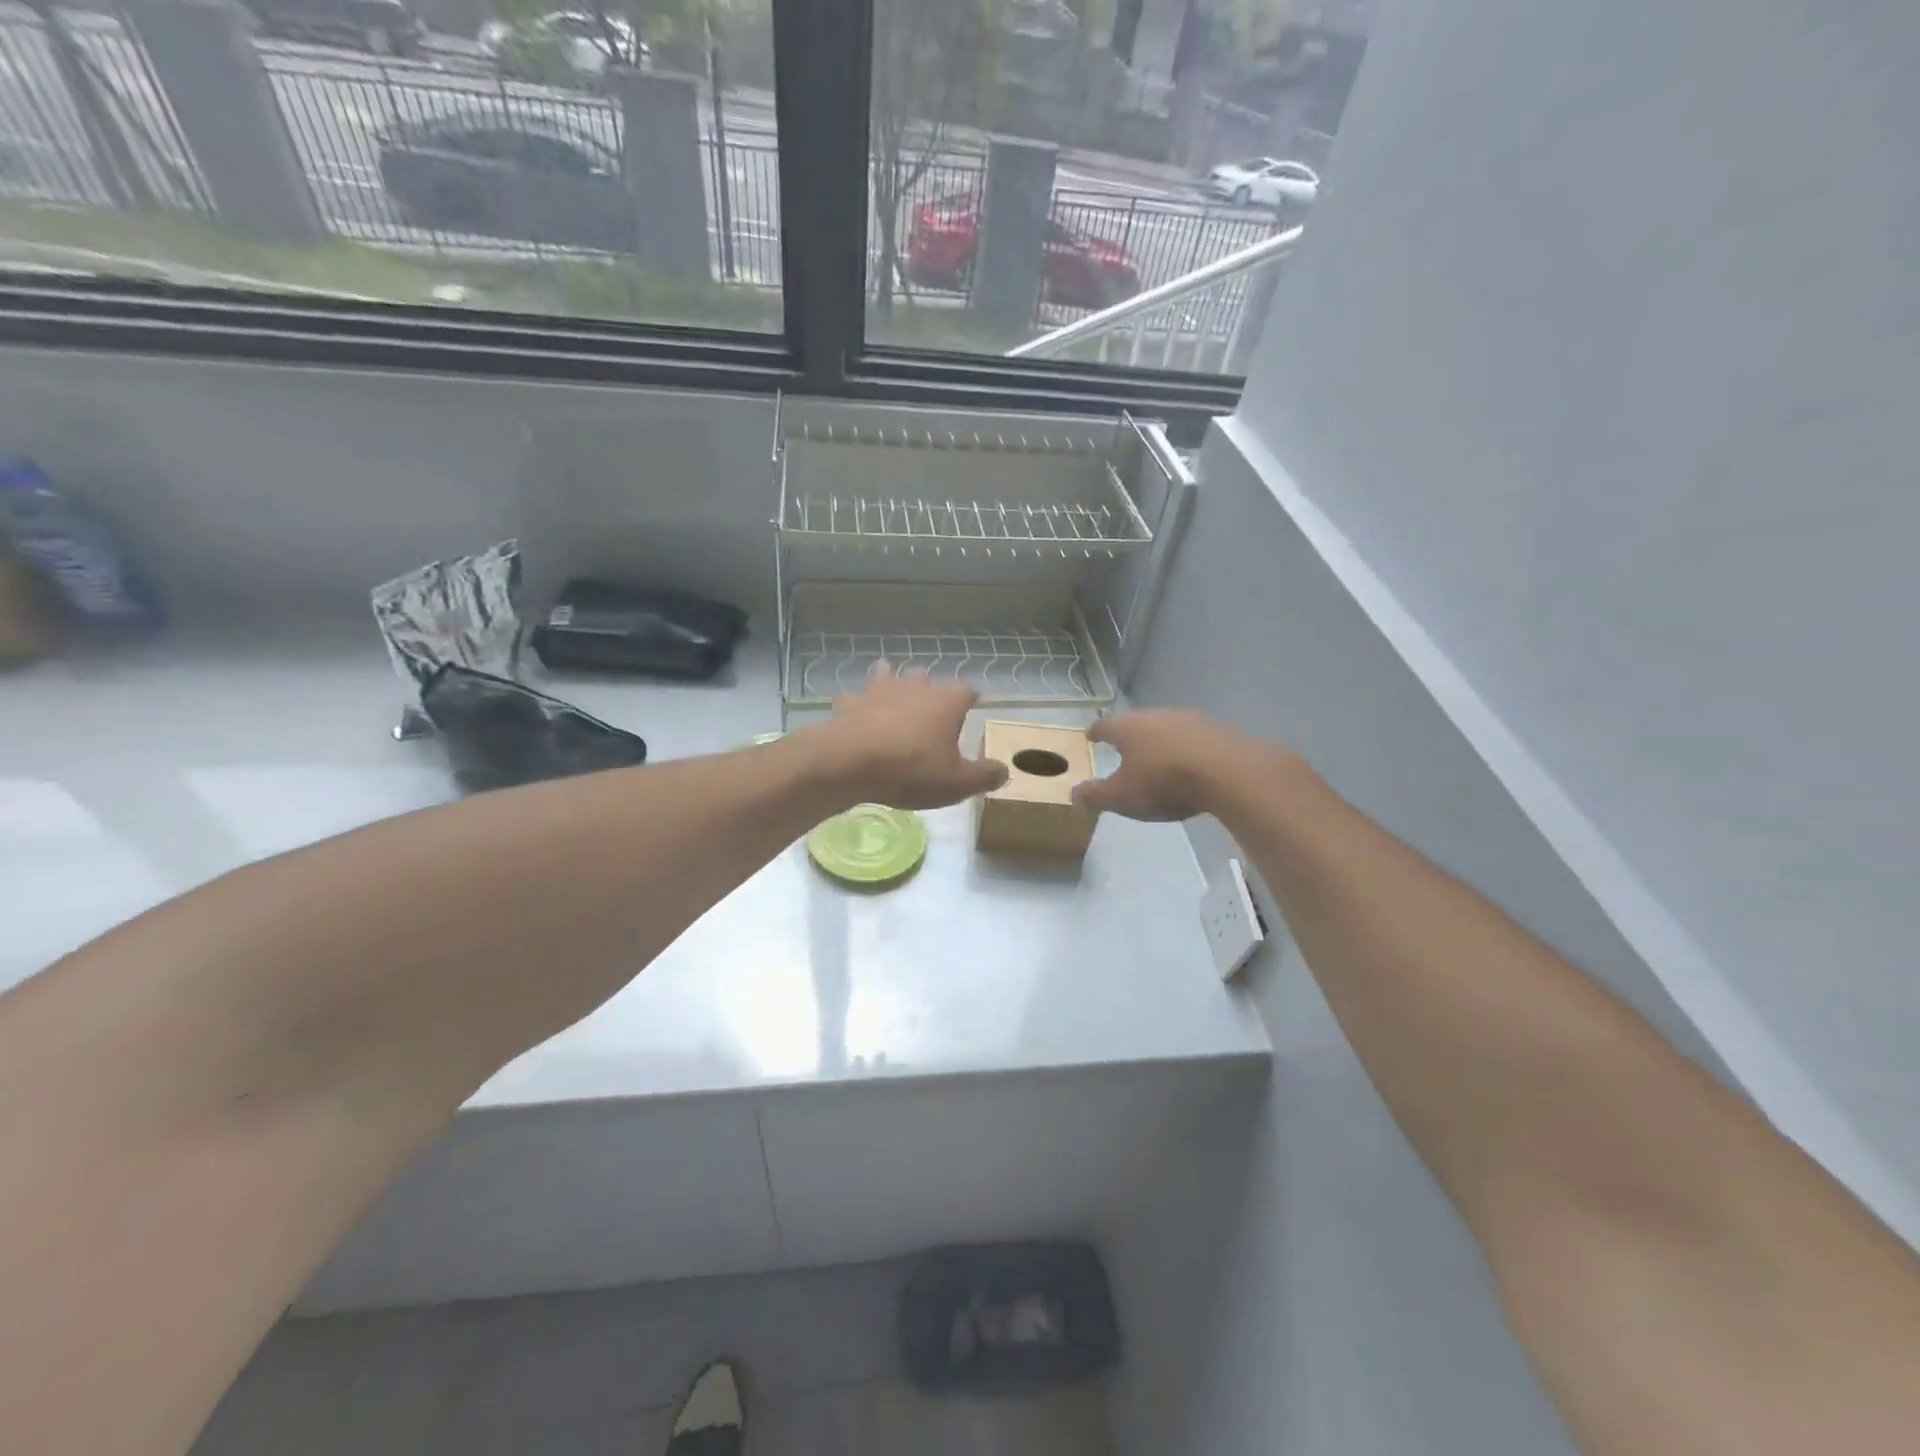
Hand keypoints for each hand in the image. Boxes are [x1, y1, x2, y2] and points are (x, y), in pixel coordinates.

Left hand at [807, 664, 1008, 809]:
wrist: (848, 763)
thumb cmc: (910, 770)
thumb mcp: (957, 783)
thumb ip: (984, 776)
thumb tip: (1005, 770)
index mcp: (946, 703)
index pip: (967, 691)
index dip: (972, 698)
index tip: (975, 703)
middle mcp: (914, 688)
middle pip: (927, 679)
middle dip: (931, 689)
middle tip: (933, 703)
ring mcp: (878, 691)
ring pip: (889, 677)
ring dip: (893, 683)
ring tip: (895, 690)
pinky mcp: (849, 703)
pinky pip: (856, 697)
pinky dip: (859, 703)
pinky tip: (857, 710)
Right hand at [1074, 709, 1291, 820]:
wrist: (1229, 773)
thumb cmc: (1164, 782)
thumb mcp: (1121, 797)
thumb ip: (1094, 796)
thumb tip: (1073, 795)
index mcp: (1128, 727)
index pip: (1104, 725)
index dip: (1096, 733)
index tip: (1091, 737)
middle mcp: (1156, 715)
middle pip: (1136, 722)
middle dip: (1128, 735)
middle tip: (1123, 747)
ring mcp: (1190, 719)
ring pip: (1166, 727)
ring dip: (1159, 740)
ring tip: (1156, 756)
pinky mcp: (1217, 730)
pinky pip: (1193, 738)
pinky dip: (1185, 748)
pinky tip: (1189, 763)